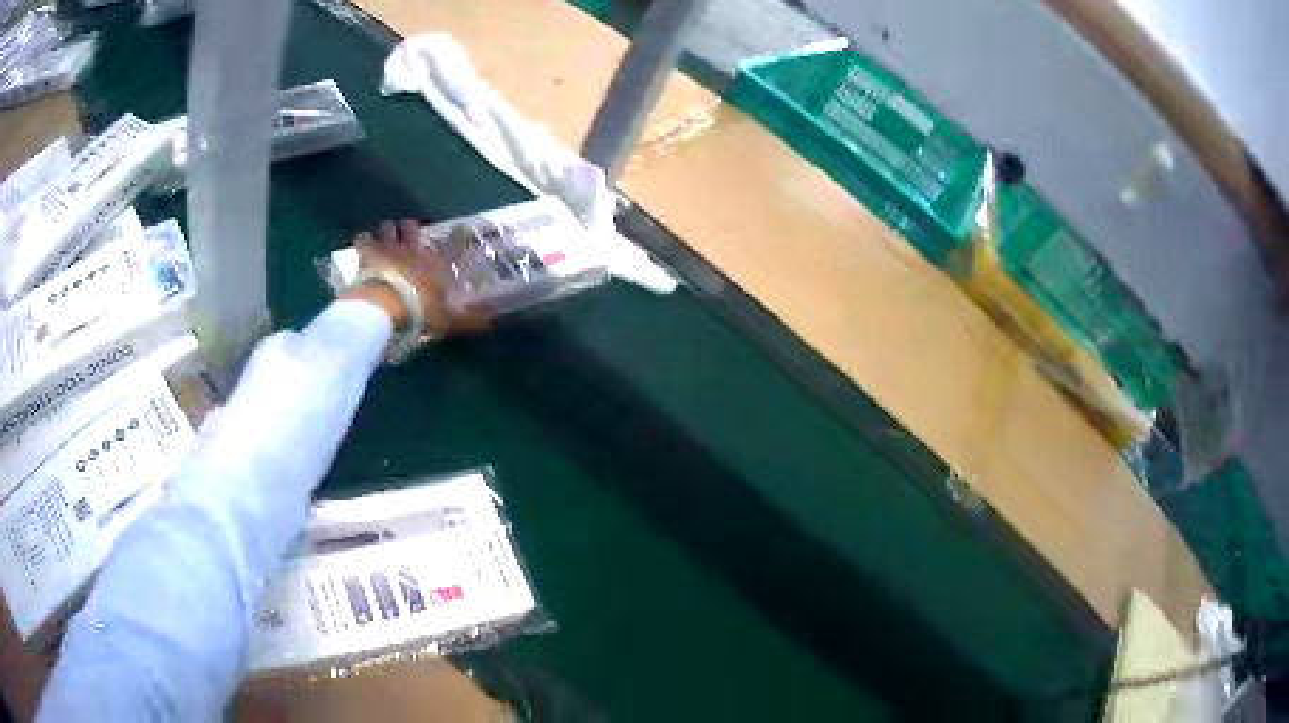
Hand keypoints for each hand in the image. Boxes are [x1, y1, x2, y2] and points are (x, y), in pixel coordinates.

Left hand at [341, 219, 489, 336]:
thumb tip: (492, 324)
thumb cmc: (419, 312)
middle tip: (411, 232)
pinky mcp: (368, 255)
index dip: (459, 236)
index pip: (453, 244)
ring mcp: (389, 249)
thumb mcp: (447, 322)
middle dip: (412, 229)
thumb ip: (468, 321)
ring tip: (387, 233)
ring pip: (389, 229)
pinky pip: (364, 240)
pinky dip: (364, 239)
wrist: (385, 306)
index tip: (463, 229)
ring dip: (388, 230)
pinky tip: (363, 240)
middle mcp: (414, 250)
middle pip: (413, 229)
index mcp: (436, 264)